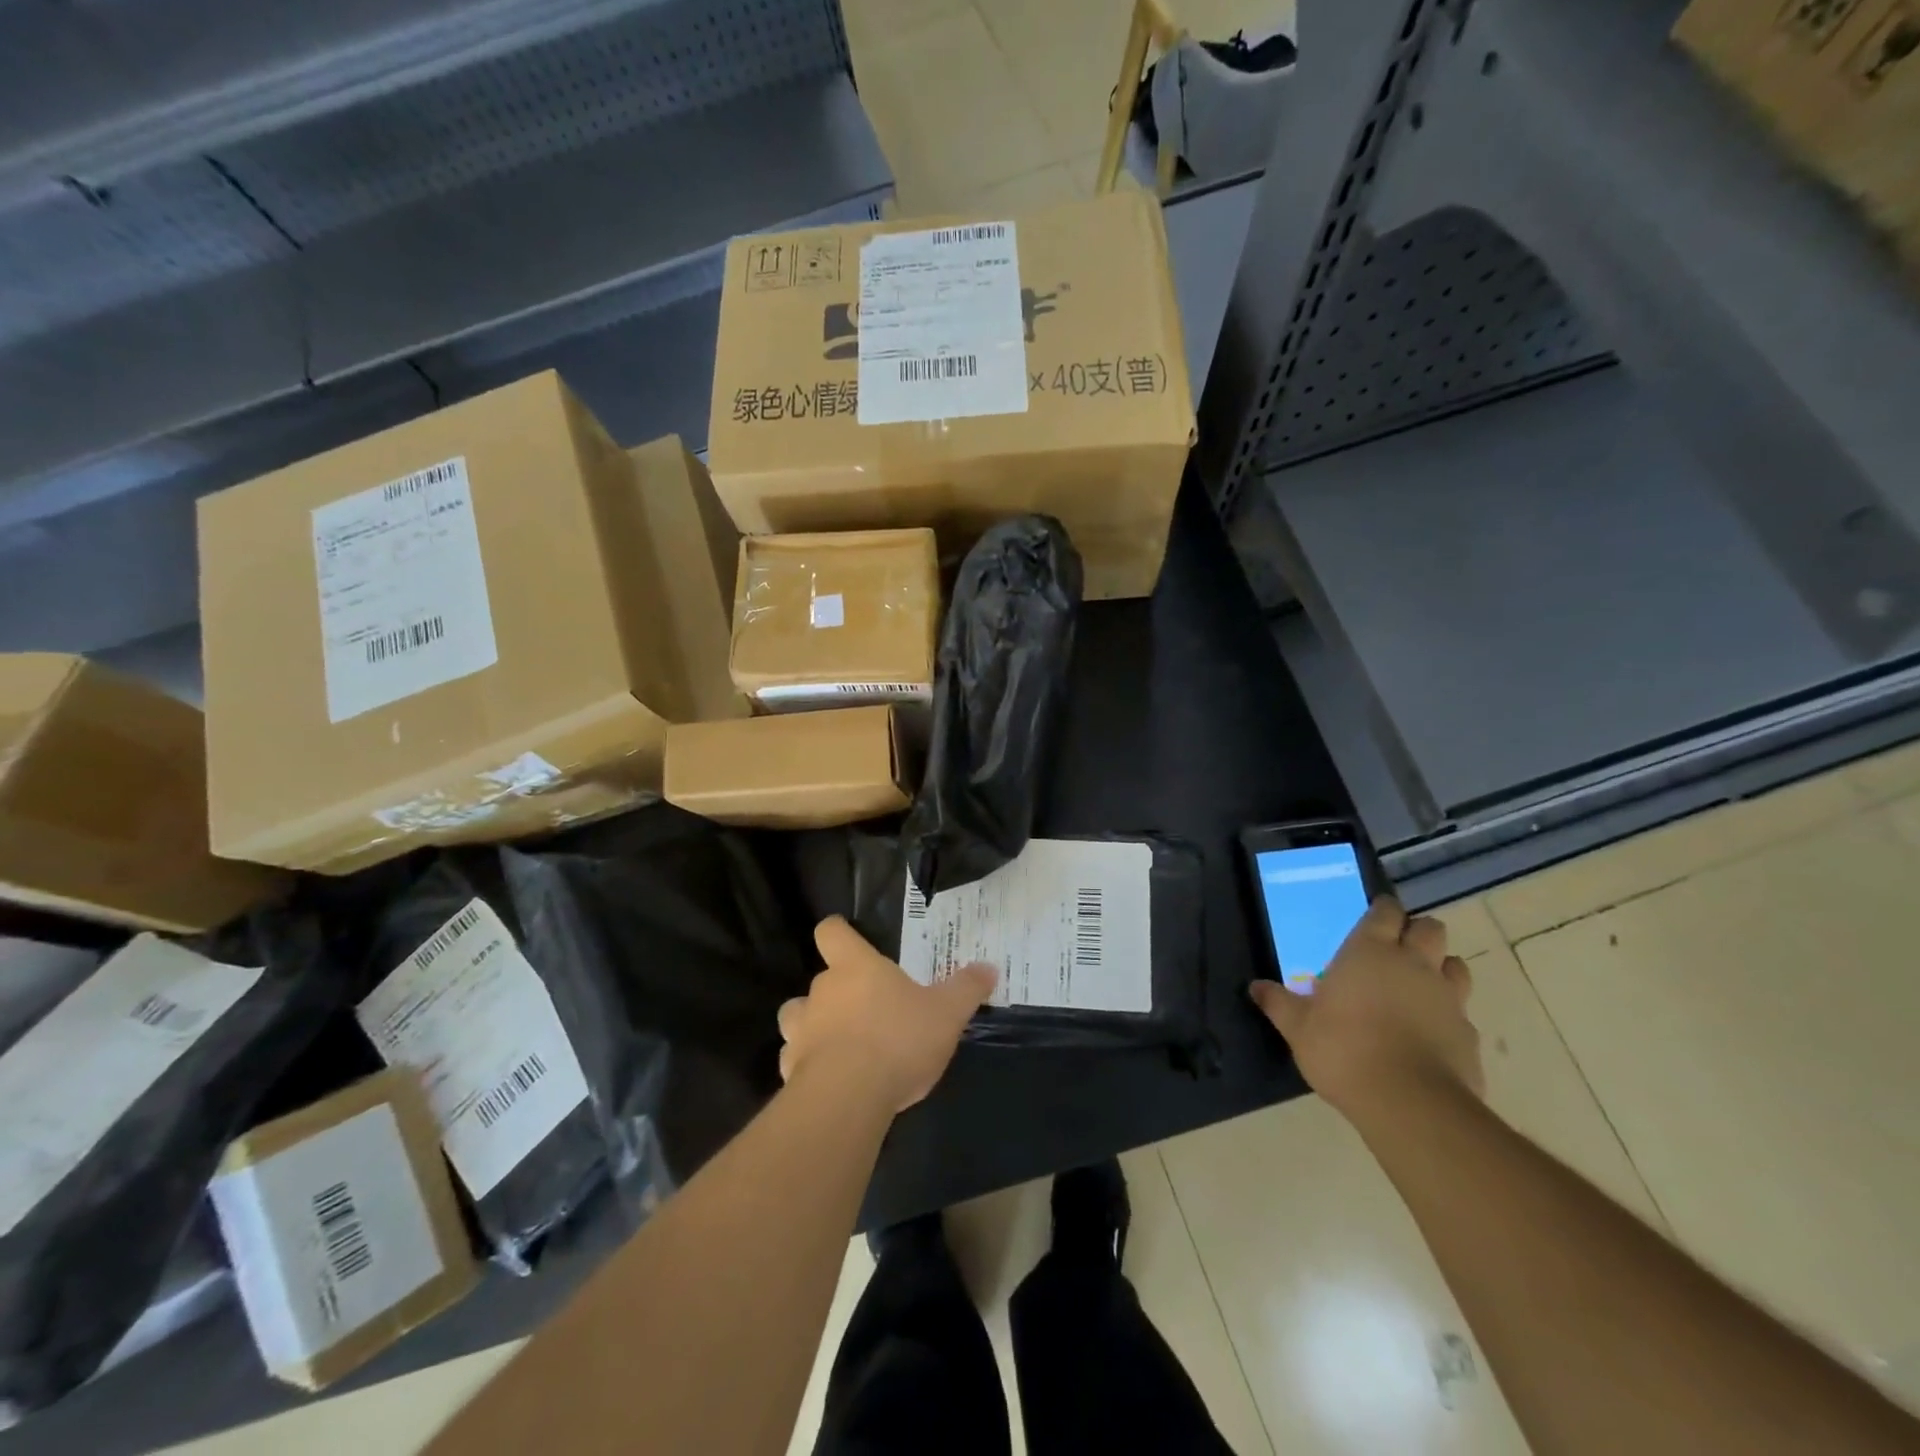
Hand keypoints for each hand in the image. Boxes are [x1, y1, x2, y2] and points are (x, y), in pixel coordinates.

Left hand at [777, 917, 997, 1112]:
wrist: (847, 1097)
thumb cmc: (898, 1039)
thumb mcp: (947, 1013)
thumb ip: (966, 988)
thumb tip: (989, 967)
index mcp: (855, 967)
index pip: (831, 932)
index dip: (838, 933)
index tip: (848, 940)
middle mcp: (822, 990)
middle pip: (820, 978)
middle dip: (839, 993)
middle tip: (869, 1011)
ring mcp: (801, 1029)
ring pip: (798, 1016)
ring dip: (814, 1025)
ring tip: (840, 1044)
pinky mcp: (789, 1069)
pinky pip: (795, 1059)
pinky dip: (808, 1066)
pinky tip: (832, 1082)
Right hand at [1250, 896, 1482, 1123]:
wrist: (1409, 1102)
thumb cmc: (1343, 1049)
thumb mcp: (1297, 1027)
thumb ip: (1278, 1003)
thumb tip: (1255, 986)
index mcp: (1370, 951)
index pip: (1385, 911)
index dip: (1382, 910)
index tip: (1374, 916)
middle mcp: (1413, 964)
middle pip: (1430, 928)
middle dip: (1417, 932)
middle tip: (1398, 948)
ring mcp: (1447, 998)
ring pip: (1456, 964)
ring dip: (1441, 967)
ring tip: (1420, 985)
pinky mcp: (1468, 1034)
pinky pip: (1463, 1011)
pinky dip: (1449, 1015)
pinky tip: (1432, 1032)